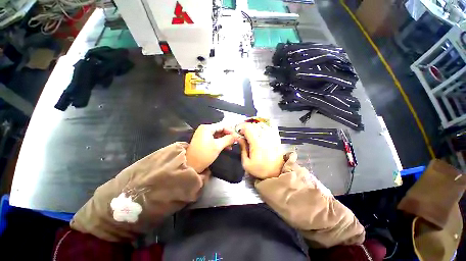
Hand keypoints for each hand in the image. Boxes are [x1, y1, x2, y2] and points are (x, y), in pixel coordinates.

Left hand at [186, 124, 239, 172]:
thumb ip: (228, 139)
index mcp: (207, 127)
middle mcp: (204, 128)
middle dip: (228, 135)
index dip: (231, 130)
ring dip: (225, 139)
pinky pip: (214, 138)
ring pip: (217, 134)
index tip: (237, 136)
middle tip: (235, 141)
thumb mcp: (218, 146)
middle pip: (220, 129)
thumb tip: (237, 136)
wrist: (191, 165)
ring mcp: (203, 134)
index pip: (222, 125)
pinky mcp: (203, 140)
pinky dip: (220, 142)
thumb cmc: (205, 154)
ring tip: (231, 145)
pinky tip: (226, 147)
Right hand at [237, 123, 284, 178]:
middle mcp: (265, 137)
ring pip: (261, 124)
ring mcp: (272, 136)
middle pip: (254, 125)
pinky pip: (268, 127)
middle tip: (243, 133)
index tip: (238, 133)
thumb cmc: (260, 170)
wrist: (276, 173)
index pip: (248, 128)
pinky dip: (262, 127)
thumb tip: (239, 138)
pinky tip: (259, 132)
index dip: (241, 128)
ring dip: (254, 126)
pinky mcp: (276, 137)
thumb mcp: (246, 163)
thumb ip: (242, 148)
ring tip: (251, 132)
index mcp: (257, 143)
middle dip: (246, 127)